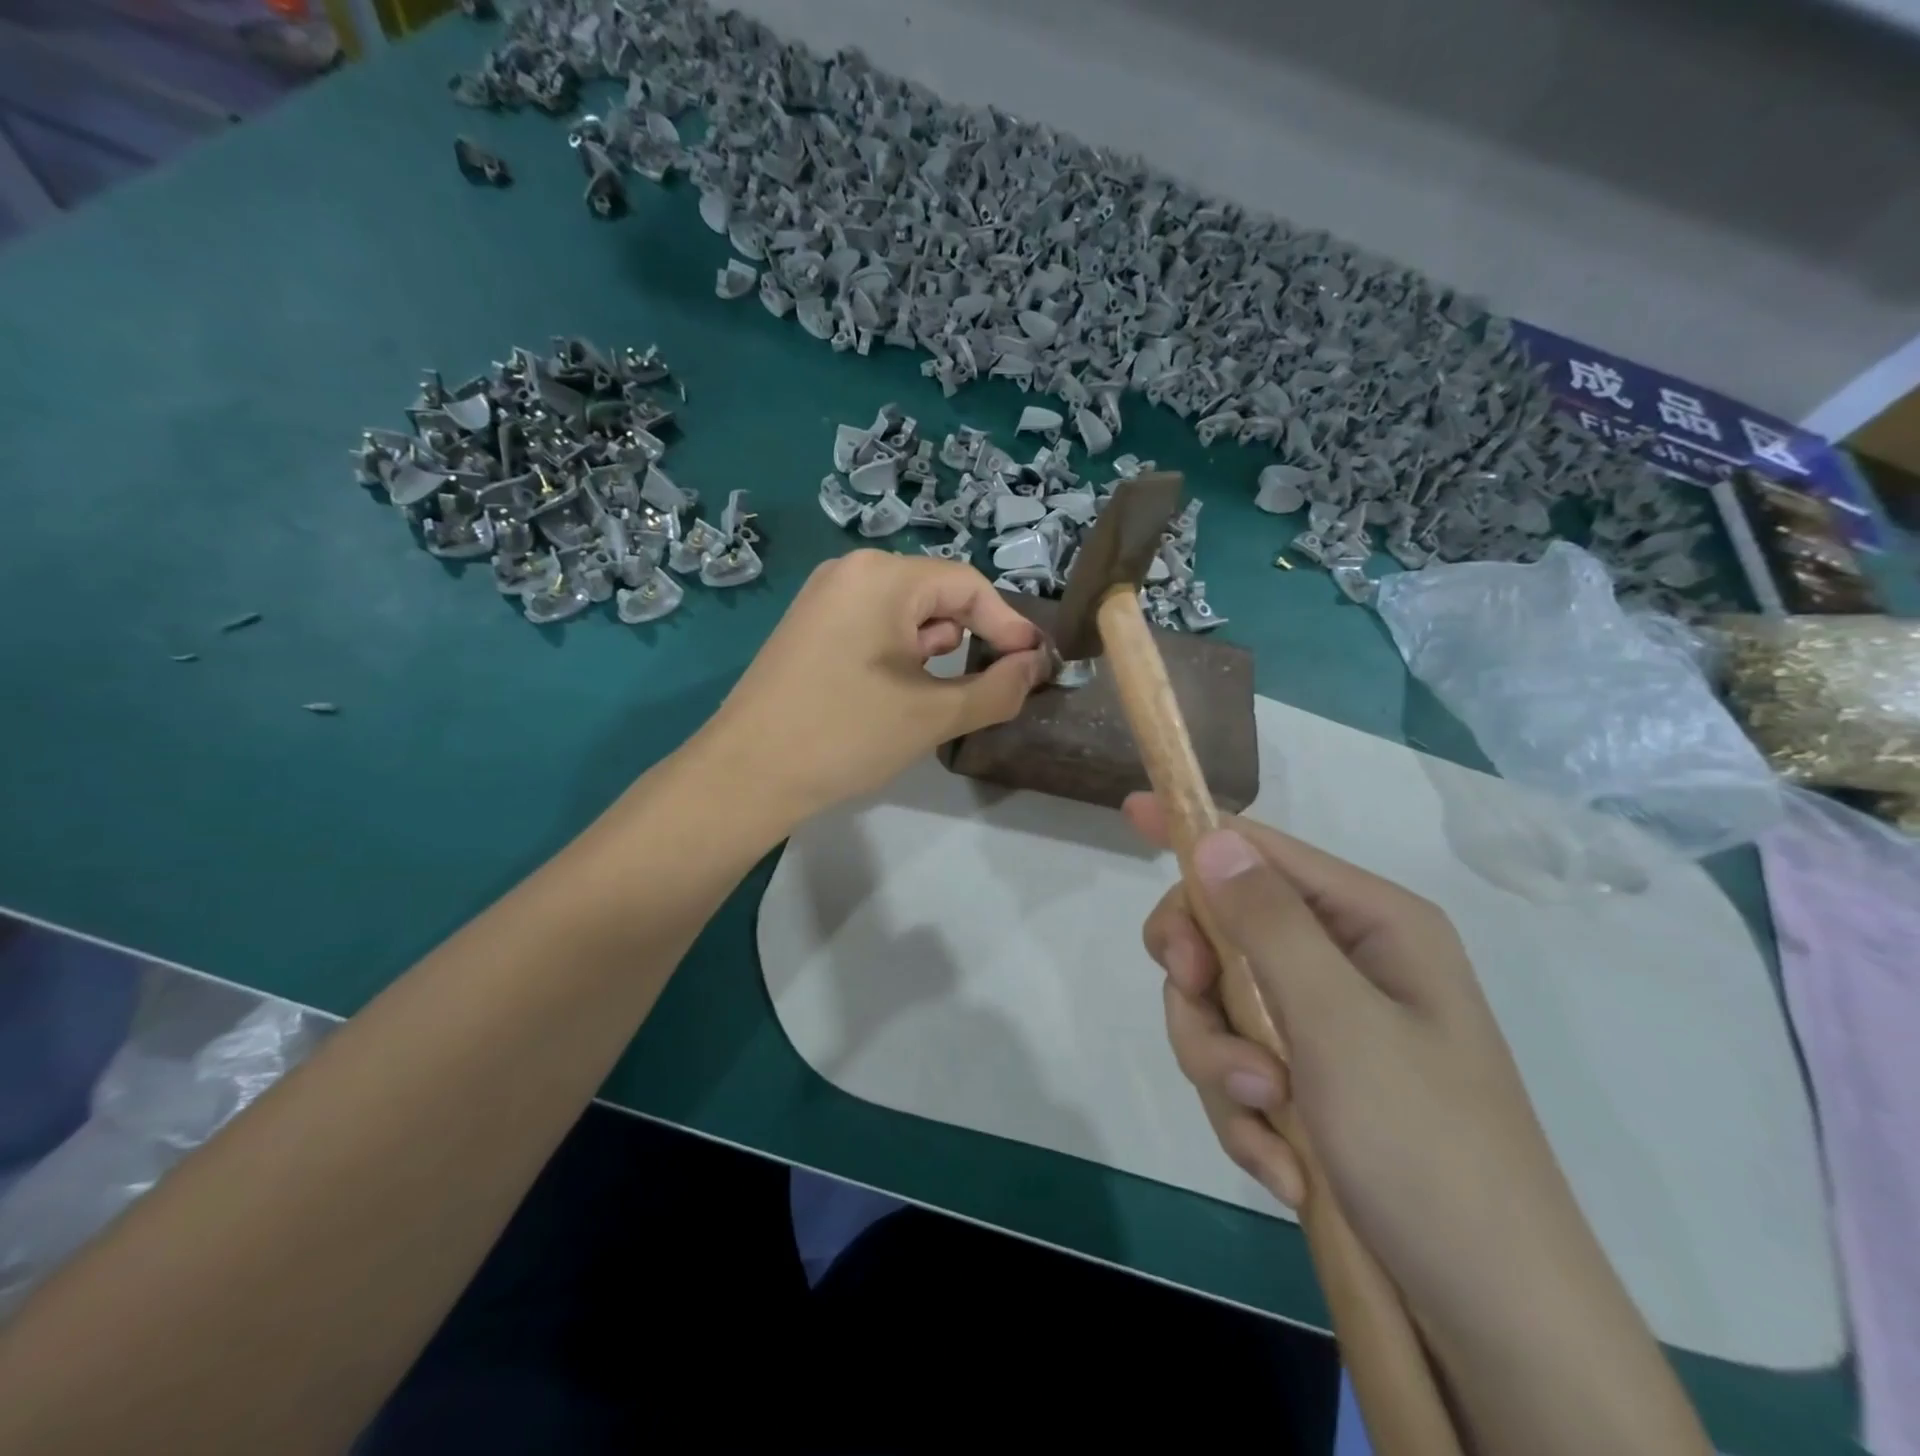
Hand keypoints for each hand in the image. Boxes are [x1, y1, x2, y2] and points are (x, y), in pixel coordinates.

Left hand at [702, 551, 1048, 828]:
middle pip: (937, 595)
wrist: (746, 775)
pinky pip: (873, 627)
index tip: (1035, 667)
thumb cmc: (845, 734)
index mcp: (883, 576)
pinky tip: (894, 696)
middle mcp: (851, 571)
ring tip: (933, 698)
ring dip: (934, 650)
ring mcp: (824, 598)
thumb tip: (1036, 666)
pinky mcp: (809, 627)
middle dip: (971, 639)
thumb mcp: (933, 715)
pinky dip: (899, 655)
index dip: (1009, 626)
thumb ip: (997, 688)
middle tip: (987, 688)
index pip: (969, 587)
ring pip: (905, 614)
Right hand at [1123, 794, 1611, 1338]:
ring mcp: (1324, 1023)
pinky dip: (1243, 1113)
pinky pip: (1236, 1067)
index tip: (1128, 814)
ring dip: (1220, 1063)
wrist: (1489, 1316)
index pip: (1262, 852)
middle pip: (1224, 930)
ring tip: (1263, 1120)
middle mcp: (1345, 961)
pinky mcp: (1309, 1079)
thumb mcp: (1340, 1026)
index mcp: (1371, 925)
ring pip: (1218, 1006)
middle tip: (1195, 1003)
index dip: (1195, 834)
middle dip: (1201, 981)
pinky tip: (1279, 1163)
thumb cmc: (1426, 1149)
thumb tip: (1212, 840)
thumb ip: (1269, 925)